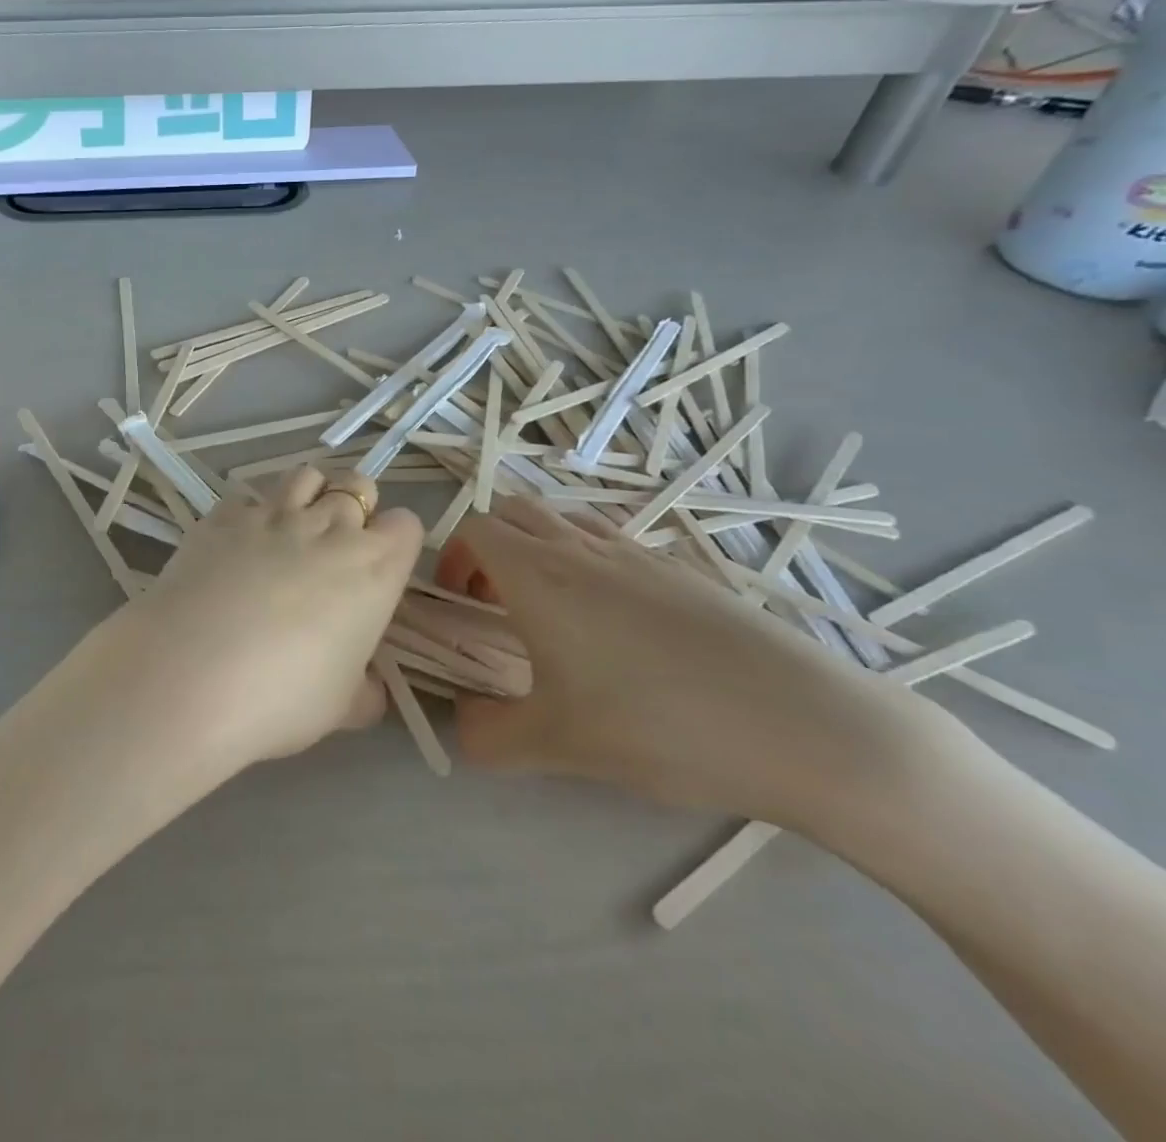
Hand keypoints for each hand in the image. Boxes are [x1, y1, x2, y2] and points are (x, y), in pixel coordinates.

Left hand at [67, 467, 423, 780]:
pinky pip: (247, 497)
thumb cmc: (282, 697)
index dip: (395, 543)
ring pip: (306, 476)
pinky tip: (236, 545)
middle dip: (355, 507)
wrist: (190, 674)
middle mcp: (328, 528)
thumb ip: (365, 691)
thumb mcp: (341, 708)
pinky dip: (250, 514)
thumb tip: (370, 688)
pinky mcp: (222, 515)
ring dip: (308, 495)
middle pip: (358, 486)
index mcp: (373, 569)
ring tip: (291, 531)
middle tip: (335, 546)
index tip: (379, 569)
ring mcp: (272, 514)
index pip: (406, 525)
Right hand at [438, 495, 948, 830]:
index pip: (473, 528)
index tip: (461, 607)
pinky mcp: (684, 571)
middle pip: (514, 511)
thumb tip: (462, 725)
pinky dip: (589, 561)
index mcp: (539, 574)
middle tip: (496, 604)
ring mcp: (638, 553)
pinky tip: (617, 625)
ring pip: (565, 520)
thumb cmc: (661, 727)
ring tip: (553, 611)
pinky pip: (613, 542)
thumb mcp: (557, 746)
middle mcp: (582, 548)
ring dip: (539, 548)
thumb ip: (487, 735)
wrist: (806, 728)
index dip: (452, 559)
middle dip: (489, 546)